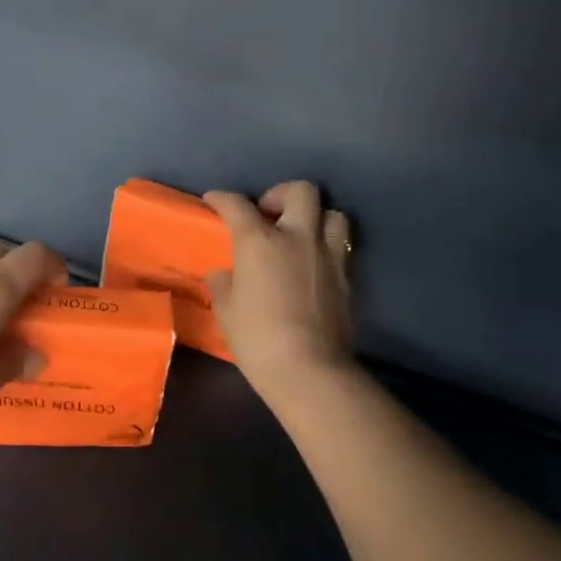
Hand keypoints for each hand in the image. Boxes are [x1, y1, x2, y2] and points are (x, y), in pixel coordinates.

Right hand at [203, 182, 354, 393]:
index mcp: (260, 242)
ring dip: (315, 217)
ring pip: (332, 214)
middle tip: (267, 214)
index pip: (238, 205)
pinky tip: (312, 266)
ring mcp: (328, 255)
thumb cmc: (257, 339)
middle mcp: (298, 237)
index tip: (214, 200)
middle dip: (281, 194)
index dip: (222, 198)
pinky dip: (326, 247)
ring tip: (299, 235)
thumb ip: (223, 284)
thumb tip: (225, 274)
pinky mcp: (347, 277)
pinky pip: (340, 246)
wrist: (309, 369)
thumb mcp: (226, 311)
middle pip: (300, 191)